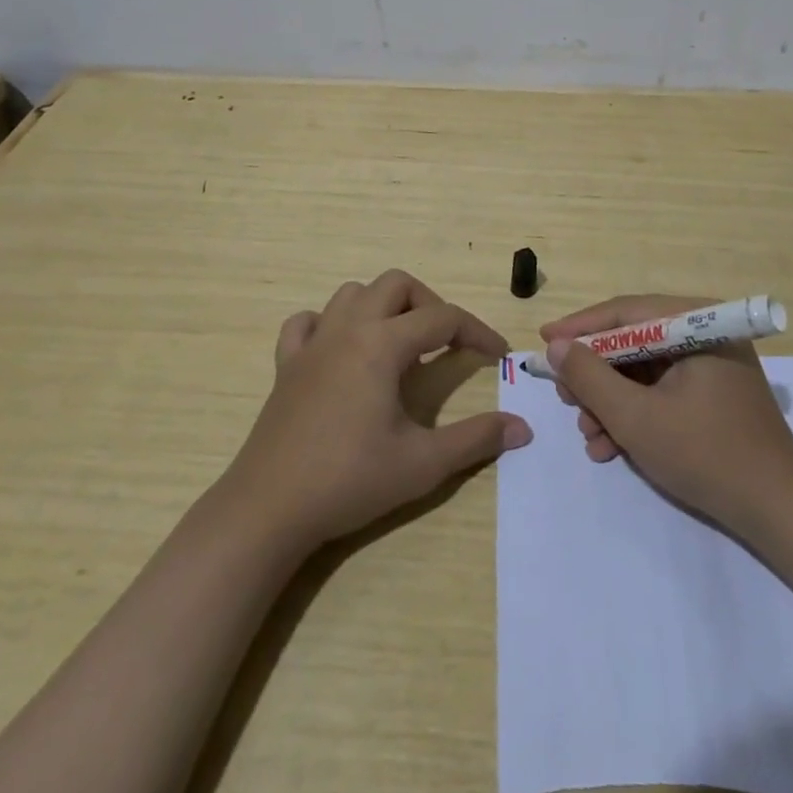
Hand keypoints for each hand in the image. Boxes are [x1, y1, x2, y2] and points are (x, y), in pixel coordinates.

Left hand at [222, 269, 531, 549]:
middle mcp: (348, 329)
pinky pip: (306, 322)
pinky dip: (329, 324)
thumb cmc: (349, 480)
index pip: (443, 318)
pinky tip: (340, 352)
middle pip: (396, 284)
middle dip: (429, 304)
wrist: (269, 509)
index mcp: (382, 344)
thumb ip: (476, 439)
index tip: (498, 355)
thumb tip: (523, 428)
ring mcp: (312, 343)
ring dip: (382, 307)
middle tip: (445, 344)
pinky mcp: (286, 364)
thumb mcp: (423, 464)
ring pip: (352, 293)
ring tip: (399, 345)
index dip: (477, 331)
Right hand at [542, 295, 792, 532]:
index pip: (625, 312)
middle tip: (565, 399)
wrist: (779, 513)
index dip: (579, 328)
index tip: (543, 342)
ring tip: (588, 436)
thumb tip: (557, 346)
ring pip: (643, 371)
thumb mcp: (635, 417)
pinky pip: (661, 392)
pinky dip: (635, 414)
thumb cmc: (706, 454)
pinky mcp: (713, 395)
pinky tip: (611, 447)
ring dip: (611, 402)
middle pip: (633, 342)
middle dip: (595, 375)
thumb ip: (590, 377)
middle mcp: (706, 334)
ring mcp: (712, 365)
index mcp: (697, 323)